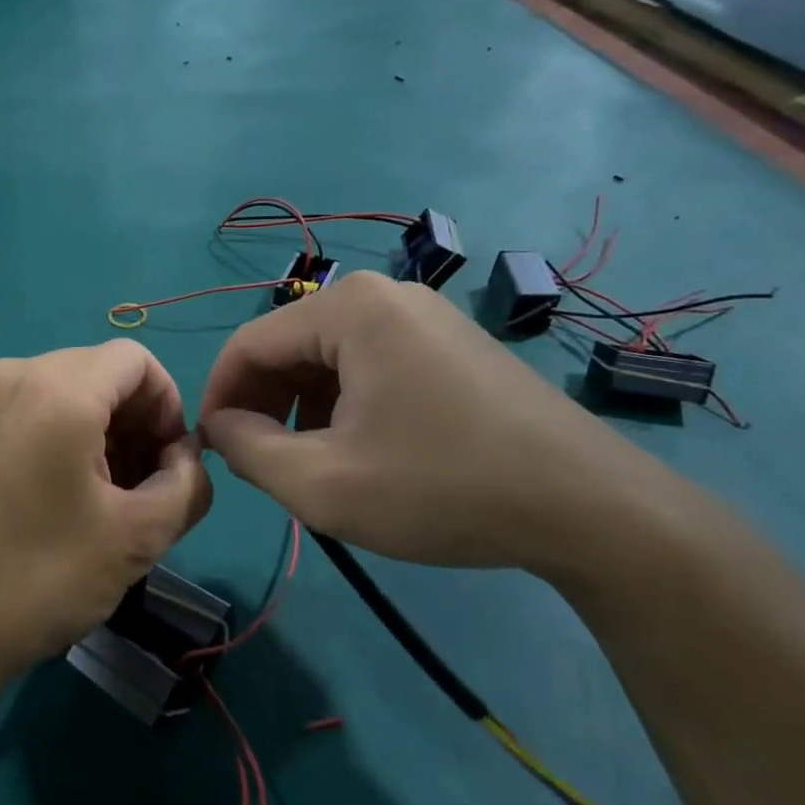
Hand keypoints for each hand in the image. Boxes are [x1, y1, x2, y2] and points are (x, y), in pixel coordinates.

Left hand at [0, 342, 213, 692]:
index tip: (167, 464)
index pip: (135, 360)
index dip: (168, 405)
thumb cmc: (39, 578)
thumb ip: (186, 484)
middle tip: (139, 488)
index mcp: (56, 388)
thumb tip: (185, 458)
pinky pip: (25, 408)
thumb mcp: (136, 537)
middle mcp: (11, 374)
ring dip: (97, 431)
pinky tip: (57, 494)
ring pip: (61, 389)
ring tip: (101, 498)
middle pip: (97, 372)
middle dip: (134, 421)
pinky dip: (57, 434)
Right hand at [197, 271, 679, 575]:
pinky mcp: (449, 342)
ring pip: (326, 357)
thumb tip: (219, 425)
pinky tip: (359, 448)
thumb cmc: (443, 488)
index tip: (212, 450)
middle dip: (263, 404)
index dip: (218, 397)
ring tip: (311, 462)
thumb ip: (246, 450)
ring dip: (301, 407)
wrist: (593, 510)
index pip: (248, 344)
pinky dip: (343, 402)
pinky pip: (368, 362)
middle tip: (261, 462)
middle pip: (288, 346)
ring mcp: (423, 315)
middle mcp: (384, 294)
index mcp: (348, 309)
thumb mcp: (321, 484)